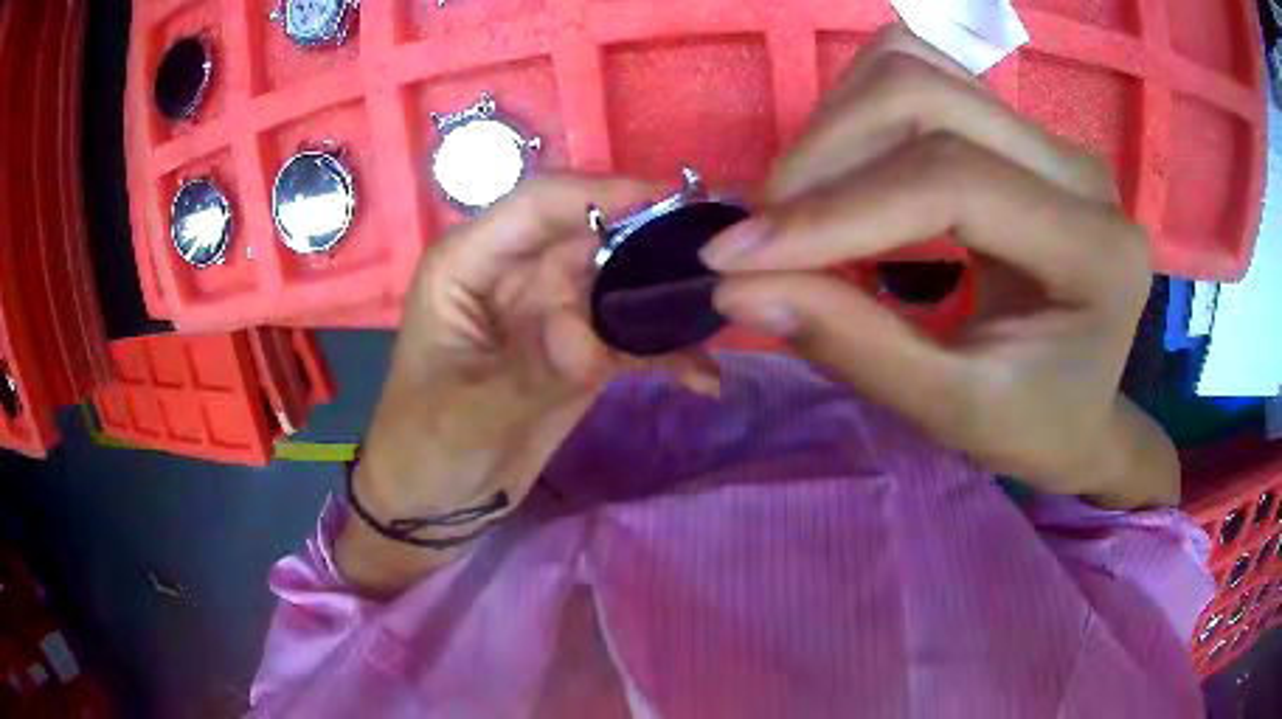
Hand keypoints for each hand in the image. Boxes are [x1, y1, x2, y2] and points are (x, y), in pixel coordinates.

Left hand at [339, 176, 717, 594]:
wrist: (435, 499)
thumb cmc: (425, 448)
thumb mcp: (467, 415)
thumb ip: (531, 372)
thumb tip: (593, 342)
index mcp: (468, 265)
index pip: (536, 206)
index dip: (600, 193)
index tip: (667, 201)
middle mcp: (512, 272)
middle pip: (591, 234)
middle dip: (652, 239)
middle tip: (721, 254)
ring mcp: (549, 310)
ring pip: (619, 280)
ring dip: (668, 296)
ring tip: (726, 307)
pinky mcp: (576, 349)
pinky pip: (628, 335)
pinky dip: (665, 352)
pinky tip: (704, 378)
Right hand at [701, 25, 1176, 508]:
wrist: (1081, 406)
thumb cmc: (1032, 424)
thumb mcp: (948, 411)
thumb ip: (851, 344)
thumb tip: (736, 286)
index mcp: (1094, 250)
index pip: (952, 180)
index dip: (836, 210)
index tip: (736, 256)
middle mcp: (1079, 171)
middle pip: (923, 96)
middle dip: (822, 157)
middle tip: (763, 232)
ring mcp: (1049, 136)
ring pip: (913, 68)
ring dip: (833, 127)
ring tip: (799, 204)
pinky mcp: (1018, 127)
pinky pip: (920, 72)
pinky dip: (857, 109)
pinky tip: (845, 171)